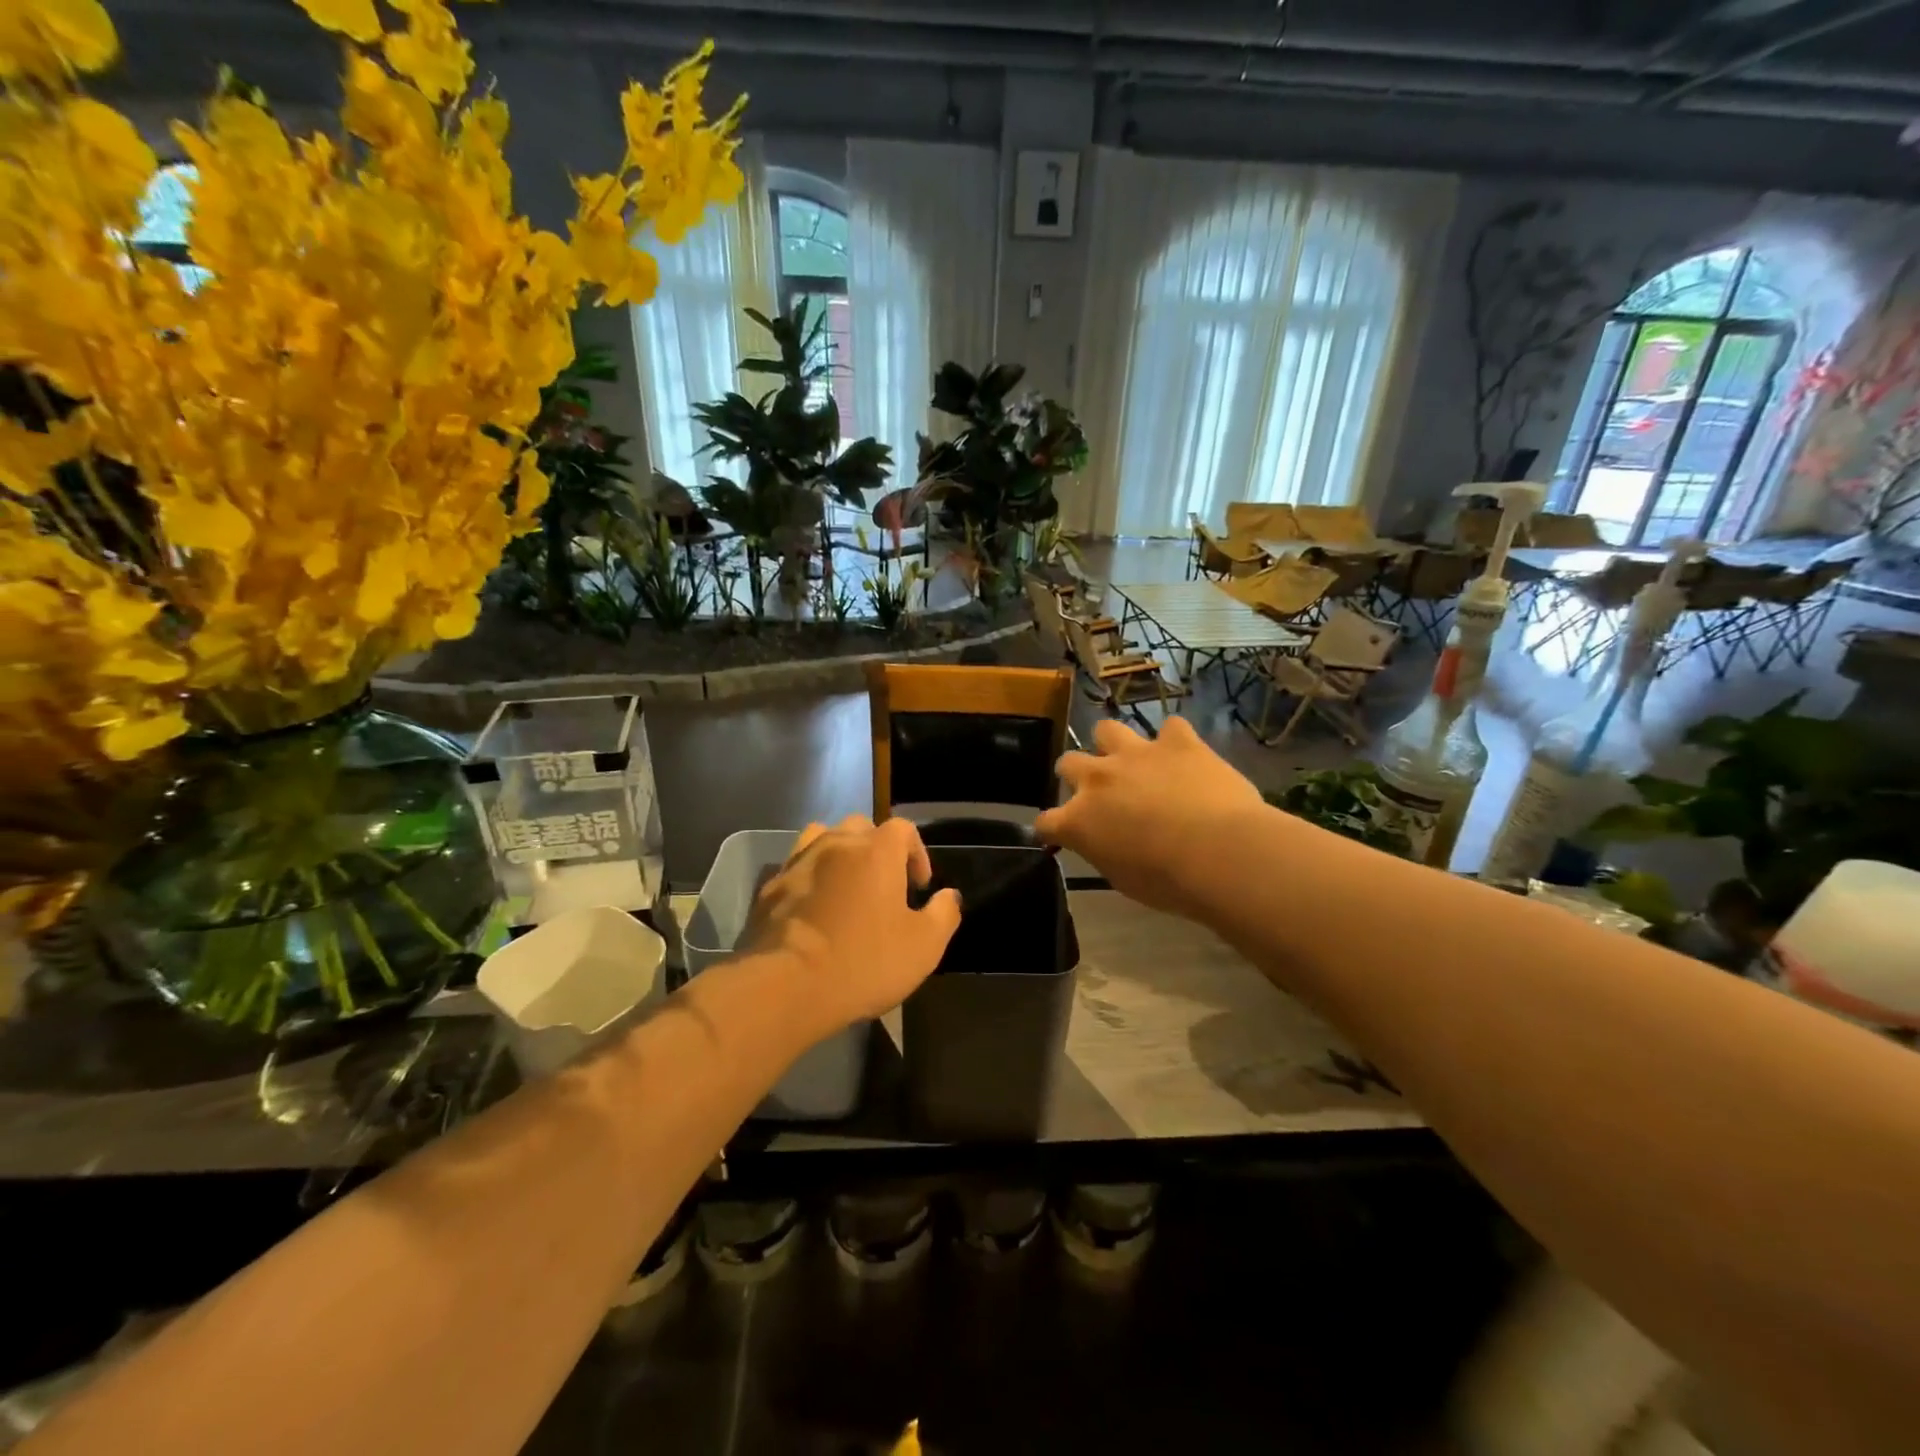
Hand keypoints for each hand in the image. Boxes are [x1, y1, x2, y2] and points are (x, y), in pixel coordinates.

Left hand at [740, 816, 961, 1034]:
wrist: (786, 986)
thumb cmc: (864, 962)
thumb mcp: (924, 947)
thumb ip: (944, 914)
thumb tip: (950, 896)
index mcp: (876, 851)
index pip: (903, 829)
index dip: (917, 853)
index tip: (919, 886)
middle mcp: (836, 844)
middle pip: (861, 827)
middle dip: (877, 849)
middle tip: (884, 885)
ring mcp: (798, 862)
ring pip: (822, 838)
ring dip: (839, 854)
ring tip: (845, 886)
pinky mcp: (769, 887)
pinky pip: (795, 867)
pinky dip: (809, 878)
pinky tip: (812, 908)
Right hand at [1035, 717, 1269, 918]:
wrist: (1221, 855)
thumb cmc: (1170, 882)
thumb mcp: (1123, 879)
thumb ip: (1105, 852)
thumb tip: (1107, 843)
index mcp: (1079, 821)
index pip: (1046, 822)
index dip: (1053, 829)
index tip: (1061, 835)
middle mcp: (1098, 779)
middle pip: (1067, 763)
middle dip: (1076, 775)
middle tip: (1097, 790)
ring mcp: (1136, 754)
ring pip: (1106, 729)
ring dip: (1113, 744)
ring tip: (1131, 760)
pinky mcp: (1177, 742)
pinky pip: (1170, 728)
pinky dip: (1174, 741)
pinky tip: (1184, 755)